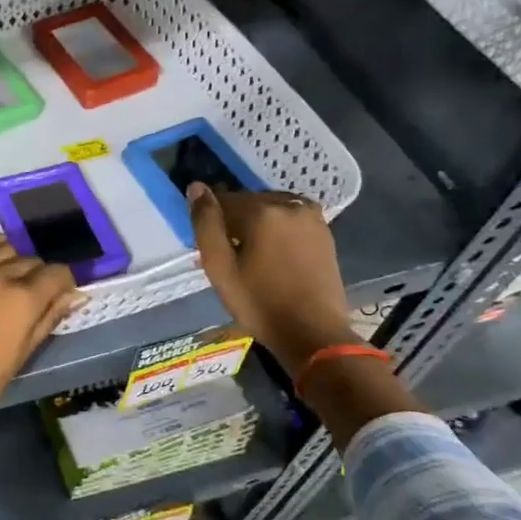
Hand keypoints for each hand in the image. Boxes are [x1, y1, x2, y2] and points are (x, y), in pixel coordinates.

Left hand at [0, 237, 80, 435]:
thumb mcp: (21, 357)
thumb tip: (72, 296)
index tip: (61, 294)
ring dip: (13, 260)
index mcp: (22, 300)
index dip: (64, 283)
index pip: (57, 274)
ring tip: (11, 276)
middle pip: (30, 261)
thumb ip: (46, 320)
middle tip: (34, 294)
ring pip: (1, 250)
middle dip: (39, 275)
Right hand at [188, 183, 356, 371]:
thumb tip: (196, 187)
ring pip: (270, 210)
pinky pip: (289, 220)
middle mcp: (289, 204)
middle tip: (231, 257)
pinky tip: (274, 257)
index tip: (212, 249)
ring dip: (257, 226)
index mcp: (262, 210)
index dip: (212, 223)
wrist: (314, 332)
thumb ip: (206, 224)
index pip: (223, 200)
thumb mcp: (220, 268)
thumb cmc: (260, 303)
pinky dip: (277, 231)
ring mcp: (312, 216)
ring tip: (253, 259)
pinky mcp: (324, 231)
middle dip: (235, 223)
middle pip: (248, 203)